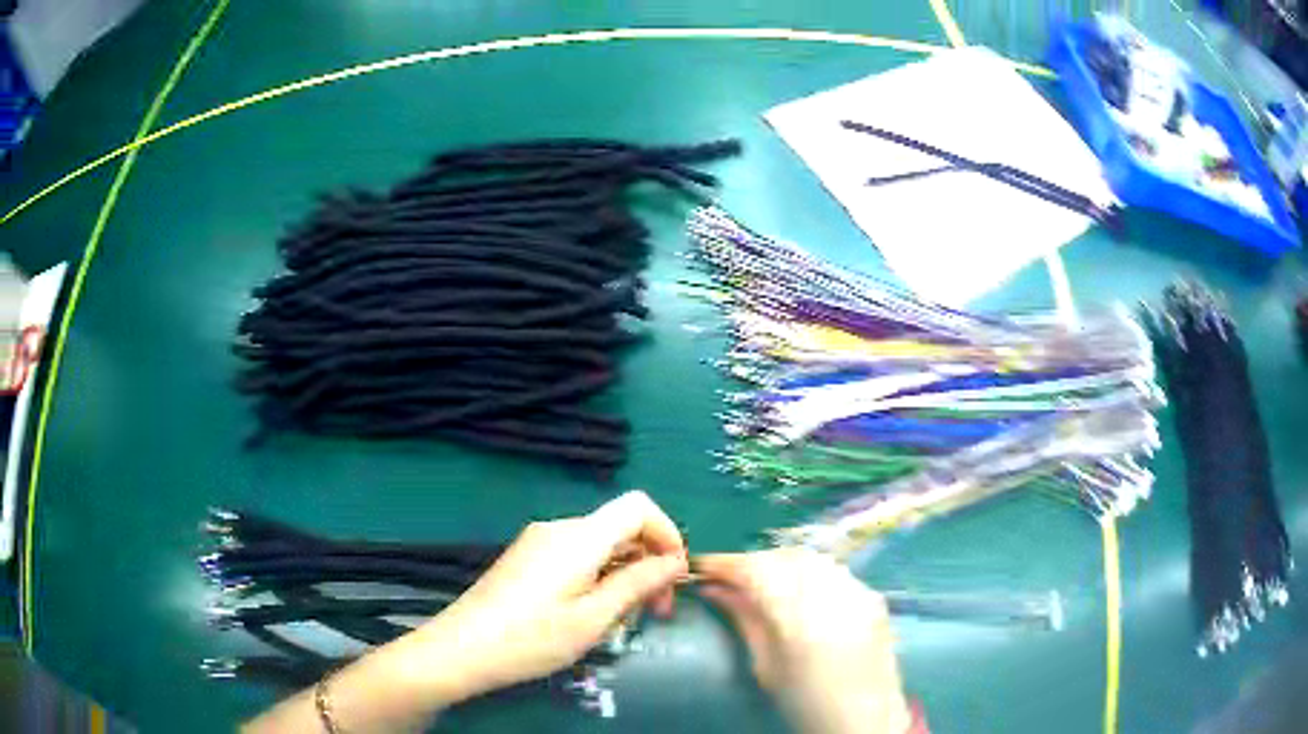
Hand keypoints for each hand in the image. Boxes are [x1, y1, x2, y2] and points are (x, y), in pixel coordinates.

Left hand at [410, 490, 687, 701]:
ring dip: (624, 574)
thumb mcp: (593, 619)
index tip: (675, 575)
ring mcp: (538, 542)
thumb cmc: (531, 639)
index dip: (667, 533)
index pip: (638, 507)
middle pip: (619, 528)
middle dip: (648, 563)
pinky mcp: (526, 558)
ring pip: (599, 545)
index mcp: (578, 537)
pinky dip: (599, 577)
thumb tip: (675, 561)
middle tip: (655, 612)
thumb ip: (637, 584)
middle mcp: (558, 529)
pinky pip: (576, 555)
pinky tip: (592, 613)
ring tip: (623, 620)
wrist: (461, 649)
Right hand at [697, 549, 911, 733]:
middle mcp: (831, 594)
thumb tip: (713, 589)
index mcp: (797, 618)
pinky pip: (834, 571)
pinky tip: (800, 592)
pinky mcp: (872, 595)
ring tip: (762, 583)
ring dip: (780, 563)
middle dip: (752, 563)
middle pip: (782, 557)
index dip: (725, 563)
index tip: (702, 566)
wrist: (864, 718)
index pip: (754, 570)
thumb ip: (743, 619)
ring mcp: (857, 590)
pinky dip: (809, 573)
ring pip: (810, 558)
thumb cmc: (805, 702)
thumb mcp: (766, 666)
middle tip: (729, 579)